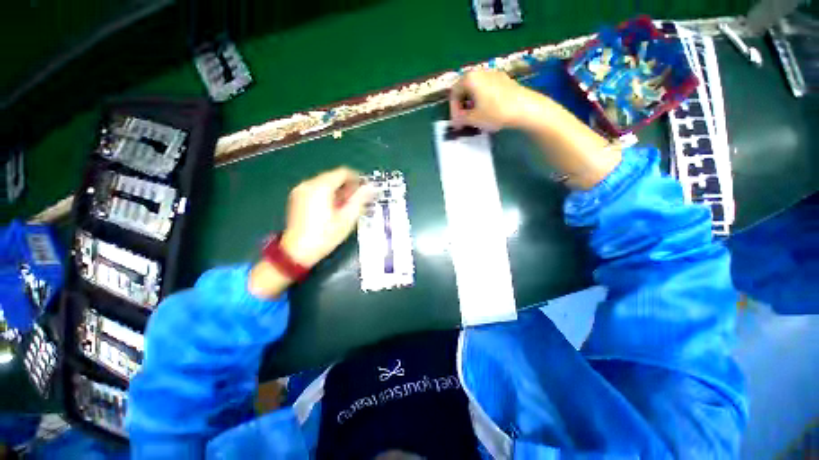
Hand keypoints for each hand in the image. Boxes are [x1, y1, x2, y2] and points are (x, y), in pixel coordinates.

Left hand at [281, 167, 374, 268]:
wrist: (297, 251)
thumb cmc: (325, 235)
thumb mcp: (347, 218)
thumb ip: (360, 199)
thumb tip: (371, 187)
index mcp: (321, 187)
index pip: (343, 172)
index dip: (357, 179)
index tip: (364, 191)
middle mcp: (309, 184)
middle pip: (333, 176)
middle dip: (347, 186)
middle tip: (355, 202)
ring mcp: (301, 190)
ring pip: (325, 183)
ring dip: (338, 191)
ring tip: (344, 207)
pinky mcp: (297, 197)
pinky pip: (316, 189)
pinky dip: (327, 194)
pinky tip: (331, 209)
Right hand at [449, 69, 532, 130]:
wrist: (525, 108)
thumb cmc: (495, 112)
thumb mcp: (473, 119)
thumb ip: (461, 119)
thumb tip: (457, 120)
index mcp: (470, 78)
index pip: (454, 93)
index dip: (453, 110)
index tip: (457, 123)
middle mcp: (480, 71)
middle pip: (464, 88)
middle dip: (462, 106)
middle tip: (464, 120)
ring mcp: (493, 73)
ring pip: (475, 88)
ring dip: (471, 103)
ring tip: (474, 116)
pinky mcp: (504, 79)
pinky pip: (486, 88)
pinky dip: (482, 99)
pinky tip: (487, 110)